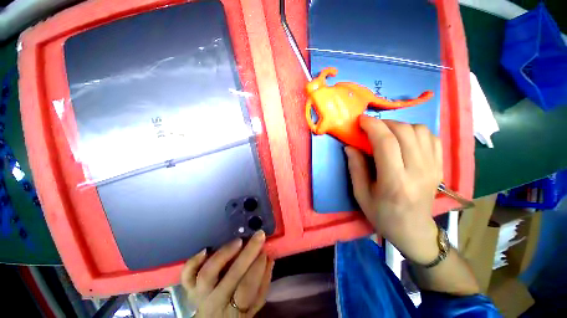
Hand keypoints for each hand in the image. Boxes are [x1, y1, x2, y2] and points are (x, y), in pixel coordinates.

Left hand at [181, 231, 273, 316]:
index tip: (265, 251)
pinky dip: (194, 261)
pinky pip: (187, 274)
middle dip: (248, 253)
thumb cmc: (238, 311)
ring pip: (208, 274)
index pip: (246, 289)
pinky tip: (206, 249)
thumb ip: (263, 283)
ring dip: (224, 254)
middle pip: (231, 277)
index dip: (257, 269)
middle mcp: (215, 302)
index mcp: (235, 310)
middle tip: (259, 235)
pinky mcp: (189, 287)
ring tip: (238, 241)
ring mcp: (199, 294)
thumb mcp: (254, 305)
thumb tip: (269, 257)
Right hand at [345, 117, 441, 264]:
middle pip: (404, 132)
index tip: (361, 120)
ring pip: (419, 130)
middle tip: (370, 128)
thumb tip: (350, 146)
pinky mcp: (440, 166)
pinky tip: (404, 139)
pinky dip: (415, 131)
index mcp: (395, 181)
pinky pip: (431, 137)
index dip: (372, 126)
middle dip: (384, 123)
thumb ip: (355, 168)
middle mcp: (418, 171)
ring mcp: (433, 167)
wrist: (413, 230)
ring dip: (399, 126)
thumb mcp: (360, 194)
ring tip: (386, 133)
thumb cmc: (382, 214)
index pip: (386, 142)